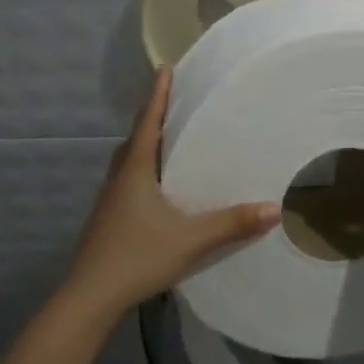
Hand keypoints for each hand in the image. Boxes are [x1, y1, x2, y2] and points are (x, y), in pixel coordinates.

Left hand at [62, 67, 280, 322]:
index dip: (158, 93)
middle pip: (136, 136)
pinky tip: (159, 186)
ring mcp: (109, 198)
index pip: (148, 120)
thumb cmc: (137, 256)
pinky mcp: (108, 217)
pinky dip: (144, 168)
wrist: (89, 296)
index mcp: (135, 169)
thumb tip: (274, 208)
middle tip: (176, 101)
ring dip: (147, 143)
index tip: (165, 67)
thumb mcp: (191, 240)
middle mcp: (119, 176)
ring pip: (129, 159)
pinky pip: (128, 179)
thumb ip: (232, 224)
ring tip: (171, 139)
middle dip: (154, 116)